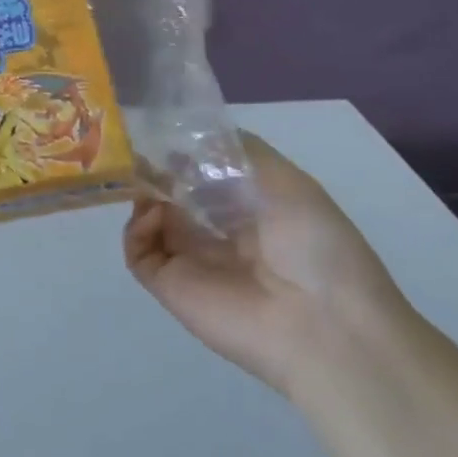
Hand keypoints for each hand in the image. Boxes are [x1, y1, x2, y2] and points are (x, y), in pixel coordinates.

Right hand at [123, 133, 410, 393]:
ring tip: (146, 180)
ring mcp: (190, 259)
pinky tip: (151, 214)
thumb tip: (188, 138)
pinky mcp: (168, 284)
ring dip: (144, 195)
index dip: (184, 153)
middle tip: (143, 151)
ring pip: (150, 219)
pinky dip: (135, 228)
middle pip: (173, 194)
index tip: (167, 133)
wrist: (322, 324)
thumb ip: (239, 150)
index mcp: (250, 209)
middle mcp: (217, 232)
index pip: (204, 175)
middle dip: (157, 171)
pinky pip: (138, 250)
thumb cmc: (313, 244)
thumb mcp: (287, 181)